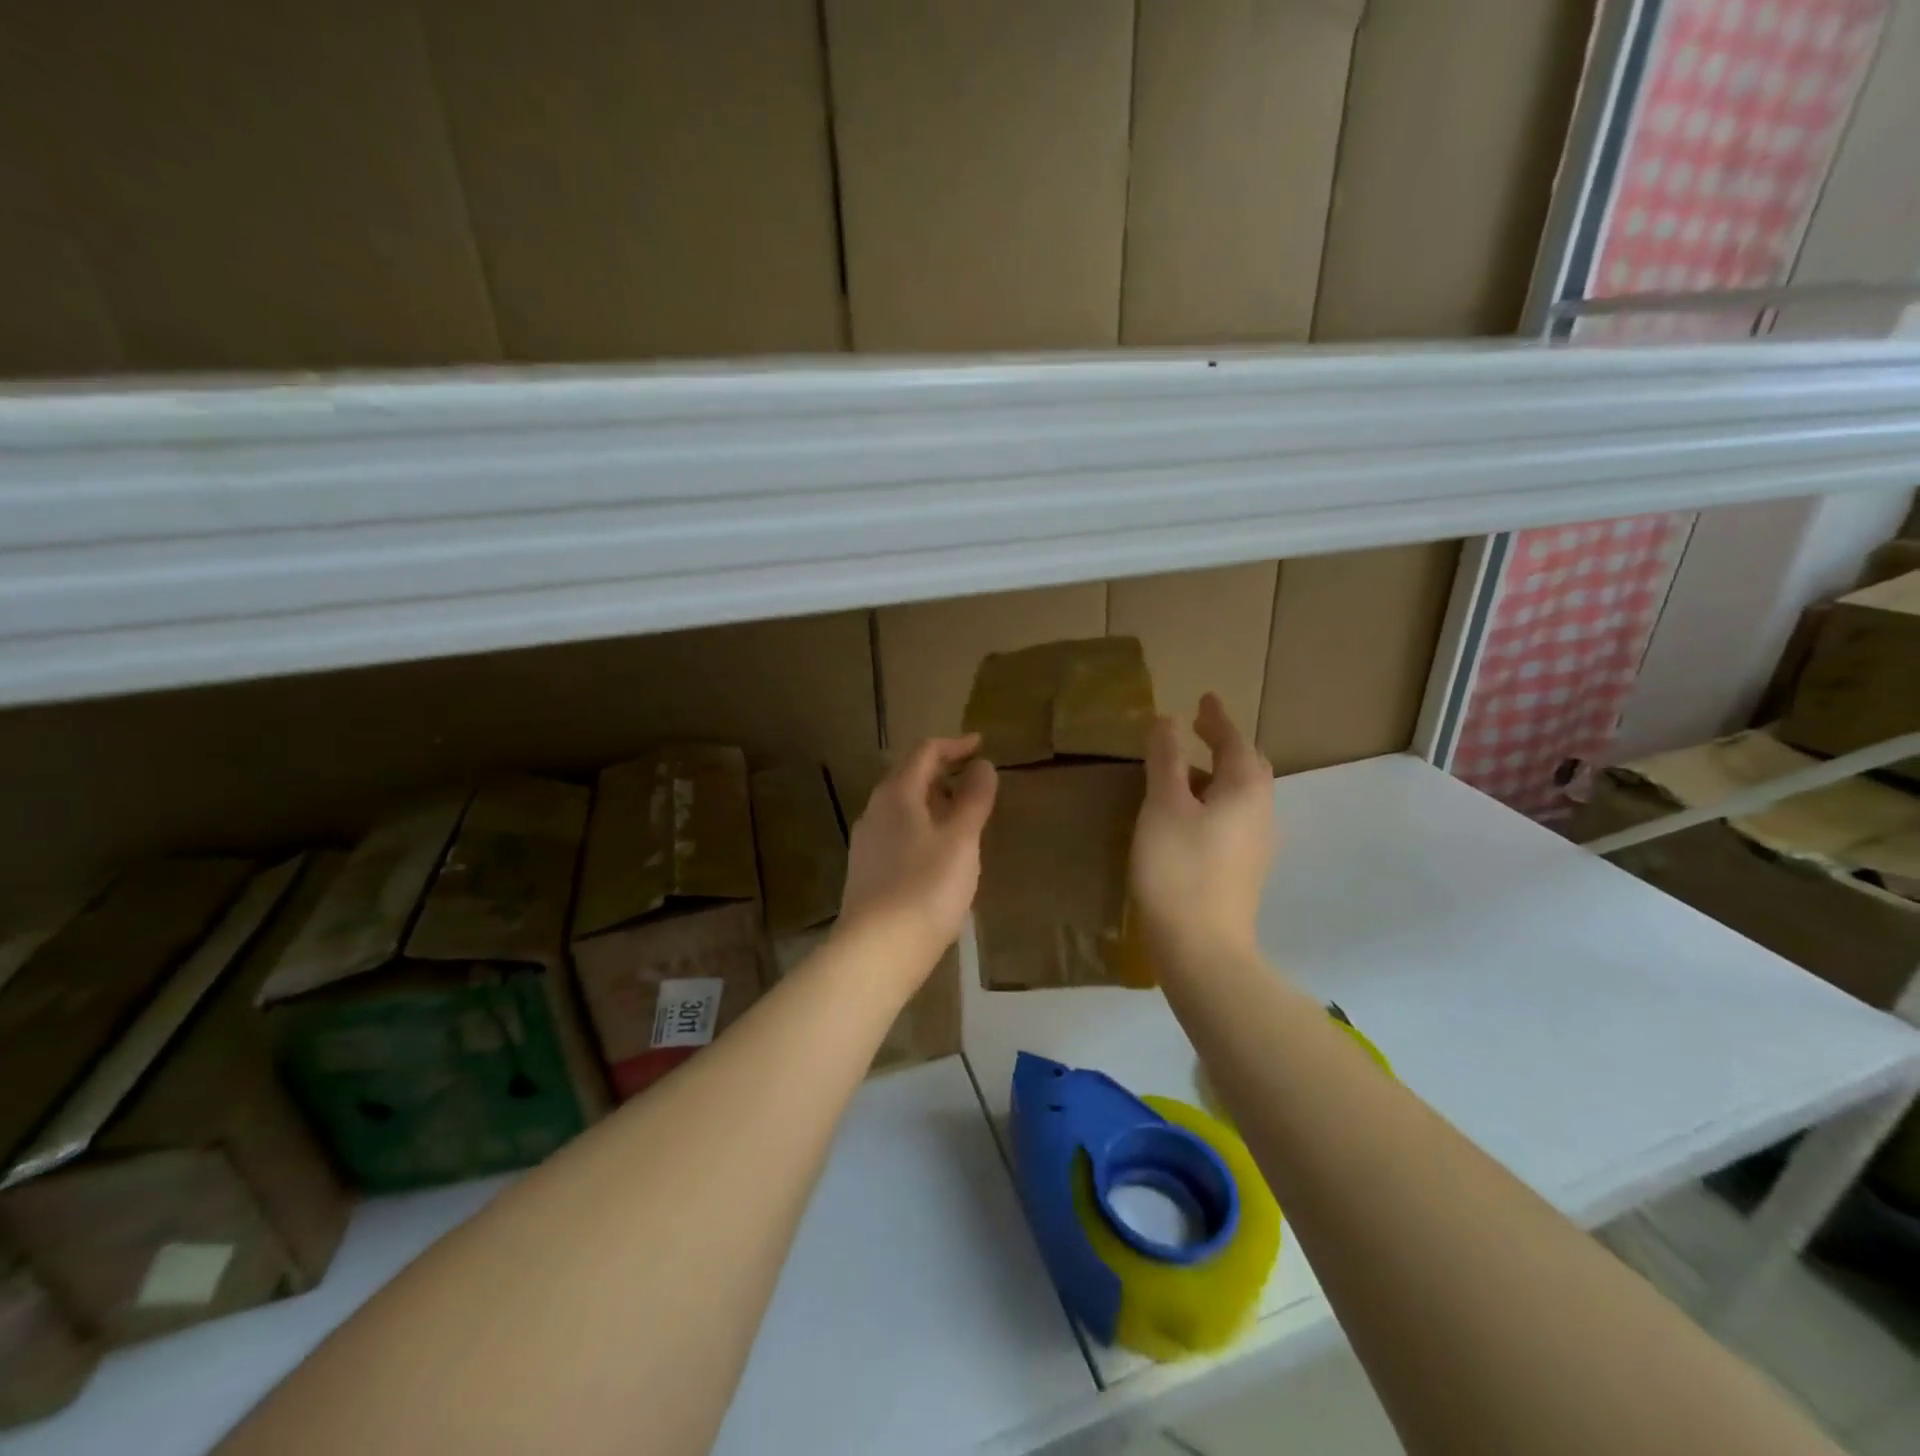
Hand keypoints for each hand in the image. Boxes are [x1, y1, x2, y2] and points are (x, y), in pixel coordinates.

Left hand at [838, 735, 997, 975]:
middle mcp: (875, 811)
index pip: (924, 753)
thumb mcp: (961, 840)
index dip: (954, 745)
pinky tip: (939, 852)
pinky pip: (898, 834)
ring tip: (962, 815)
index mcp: (897, 795)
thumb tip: (983, 766)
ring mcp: (866, 843)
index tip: (981, 745)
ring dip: (933, 802)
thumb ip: (973, 799)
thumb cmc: (926, 888)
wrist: (876, 951)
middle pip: (908, 777)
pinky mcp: (867, 871)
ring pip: (902, 808)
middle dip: (942, 772)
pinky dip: (922, 828)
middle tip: (975, 779)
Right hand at [1130, 694, 1274, 961]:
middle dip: (1225, 744)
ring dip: (1219, 774)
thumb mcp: (1164, 806)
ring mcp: (1257, 845)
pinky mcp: (1245, 870)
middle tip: (1199, 728)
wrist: (1202, 948)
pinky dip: (1216, 801)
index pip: (1235, 741)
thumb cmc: (1179, 868)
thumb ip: (1166, 760)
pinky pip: (1235, 819)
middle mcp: (1262, 812)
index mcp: (1246, 790)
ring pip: (1243, 795)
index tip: (1204, 699)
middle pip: (1248, 767)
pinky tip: (1192, 814)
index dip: (1217, 718)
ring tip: (1187, 769)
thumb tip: (1168, 720)